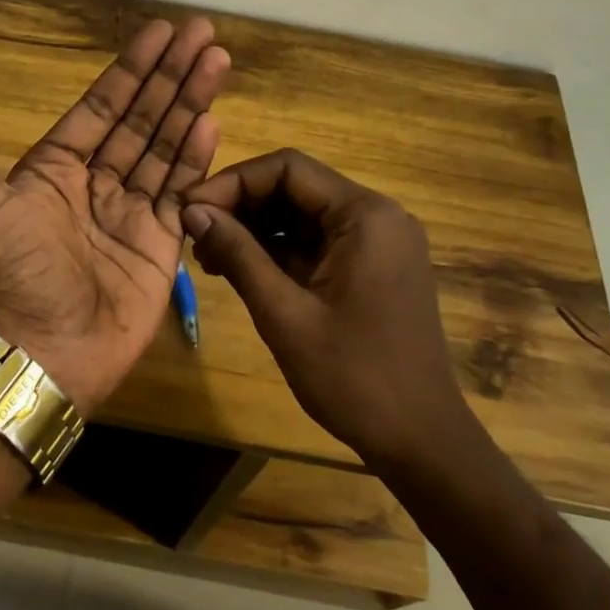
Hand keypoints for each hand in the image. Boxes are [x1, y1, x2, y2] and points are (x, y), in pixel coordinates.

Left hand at [0, 19, 229, 414]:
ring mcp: (132, 211)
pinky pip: (182, 190)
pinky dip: (197, 157)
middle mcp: (98, 182)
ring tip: (218, 63)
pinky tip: (212, 122)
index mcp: (57, 167)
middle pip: (142, 117)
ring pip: (166, 147)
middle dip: (172, 75)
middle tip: (203, 33)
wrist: (42, 350)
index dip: (131, 68)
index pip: (102, 106)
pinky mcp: (161, 242)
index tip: (160, 32)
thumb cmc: (10, 272)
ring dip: (191, 104)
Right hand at [181, 149, 467, 465]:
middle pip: (295, 188)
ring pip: (303, 215)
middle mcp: (377, 216)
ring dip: (255, 229)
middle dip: (241, 206)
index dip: (232, 182)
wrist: (420, 440)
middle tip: (194, 236)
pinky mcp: (373, 267)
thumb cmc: (353, 378)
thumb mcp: (284, 314)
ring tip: (209, 257)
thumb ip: (238, 254)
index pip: (287, 169)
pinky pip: (318, 242)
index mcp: (365, 216)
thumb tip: (191, 210)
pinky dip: (278, 251)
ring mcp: (378, 242)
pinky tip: (241, 271)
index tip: (190, 209)